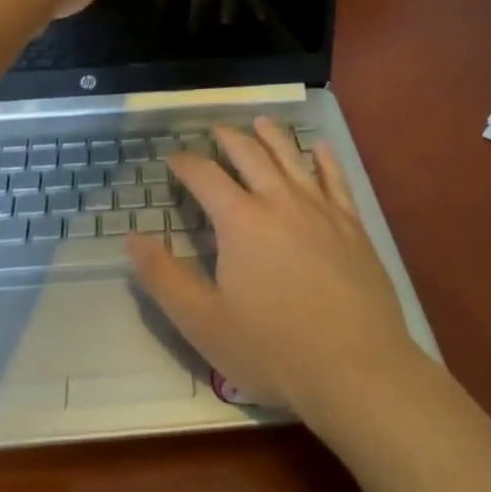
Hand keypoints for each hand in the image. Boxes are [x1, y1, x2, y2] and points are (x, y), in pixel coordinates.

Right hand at [129, 118, 414, 421]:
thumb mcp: (202, 322)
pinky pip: (336, 180)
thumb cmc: (273, 349)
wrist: (357, 370)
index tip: (172, 159)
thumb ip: (163, 277)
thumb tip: (133, 237)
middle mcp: (279, 201)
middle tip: (216, 131)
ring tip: (261, 122)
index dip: (184, 163)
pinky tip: (320, 148)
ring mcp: (321, 210)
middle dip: (229, 139)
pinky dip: (324, 159)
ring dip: (273, 136)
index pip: (205, 176)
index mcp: (240, 220)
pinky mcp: (353, 226)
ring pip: (292, 158)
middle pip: (250, 154)